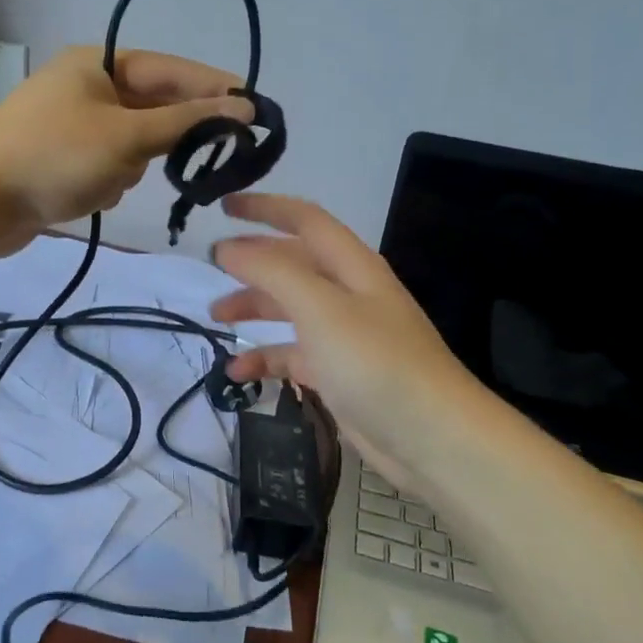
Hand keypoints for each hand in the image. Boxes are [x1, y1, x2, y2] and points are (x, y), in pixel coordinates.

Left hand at [0, 45, 252, 247]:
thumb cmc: (53, 157)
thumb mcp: (126, 137)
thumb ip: (187, 123)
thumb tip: (243, 108)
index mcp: (98, 64)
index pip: (172, 70)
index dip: (215, 88)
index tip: (255, 107)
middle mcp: (87, 87)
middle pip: (153, 107)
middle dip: (166, 137)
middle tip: (208, 155)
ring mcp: (74, 125)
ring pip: (134, 144)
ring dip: (131, 166)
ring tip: (105, 180)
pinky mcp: (65, 159)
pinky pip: (109, 166)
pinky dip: (108, 182)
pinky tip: (89, 195)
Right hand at [210, 193, 484, 489]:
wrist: (431, 438)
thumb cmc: (376, 361)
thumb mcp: (320, 307)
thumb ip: (271, 271)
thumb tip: (227, 249)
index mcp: (351, 266)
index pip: (304, 219)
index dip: (264, 207)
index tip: (223, 205)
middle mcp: (347, 293)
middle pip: (292, 264)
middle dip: (252, 262)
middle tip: (211, 267)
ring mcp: (343, 335)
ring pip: (289, 309)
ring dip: (253, 308)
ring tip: (216, 318)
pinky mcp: (337, 373)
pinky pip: (292, 354)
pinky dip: (265, 358)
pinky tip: (238, 373)